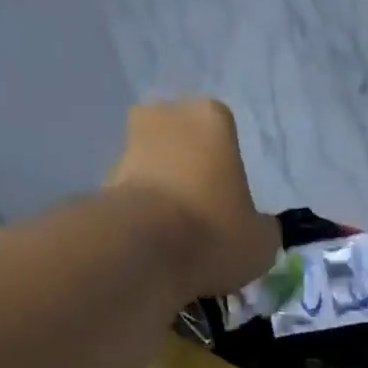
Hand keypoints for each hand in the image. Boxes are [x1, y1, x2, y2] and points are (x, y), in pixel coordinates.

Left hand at [108, 99, 279, 299]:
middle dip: (193, 178)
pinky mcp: (104, 179)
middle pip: (186, 147)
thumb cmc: (214, 234)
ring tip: (178, 246)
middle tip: (204, 224)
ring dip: (166, 198)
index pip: (226, 136)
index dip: (230, 173)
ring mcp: (130, 144)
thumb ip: (264, 230)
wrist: (146, 250)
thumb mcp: (262, 243)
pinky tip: (155, 251)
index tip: (231, 209)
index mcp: (212, 119)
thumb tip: (259, 230)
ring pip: (157, 171)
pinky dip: (144, 219)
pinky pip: (135, 198)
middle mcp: (167, 116)